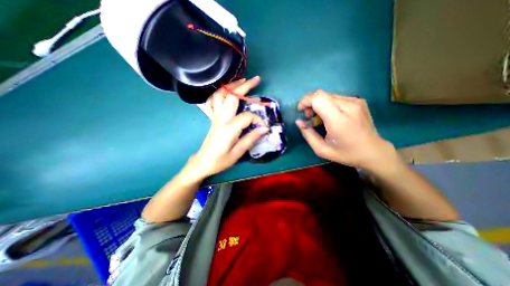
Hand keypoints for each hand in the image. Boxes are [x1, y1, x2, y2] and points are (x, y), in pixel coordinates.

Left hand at [186, 77, 267, 177]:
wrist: (202, 162)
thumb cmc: (220, 161)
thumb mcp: (237, 153)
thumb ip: (251, 139)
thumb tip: (264, 128)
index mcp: (228, 129)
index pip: (246, 116)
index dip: (257, 119)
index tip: (263, 127)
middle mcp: (220, 119)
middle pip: (231, 97)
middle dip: (244, 86)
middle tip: (256, 80)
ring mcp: (214, 117)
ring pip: (220, 95)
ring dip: (231, 86)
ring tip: (242, 81)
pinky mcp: (212, 118)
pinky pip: (212, 101)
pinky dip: (219, 93)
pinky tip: (225, 91)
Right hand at [295, 90, 402, 173]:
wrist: (373, 151)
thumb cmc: (346, 153)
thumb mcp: (321, 149)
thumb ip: (308, 134)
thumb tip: (299, 121)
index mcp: (339, 120)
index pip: (318, 98)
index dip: (305, 101)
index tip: (300, 111)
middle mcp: (348, 106)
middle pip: (321, 94)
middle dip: (309, 103)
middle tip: (308, 116)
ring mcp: (355, 101)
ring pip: (328, 95)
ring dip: (318, 104)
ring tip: (319, 118)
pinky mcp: (358, 101)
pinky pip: (336, 98)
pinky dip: (327, 104)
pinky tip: (329, 116)